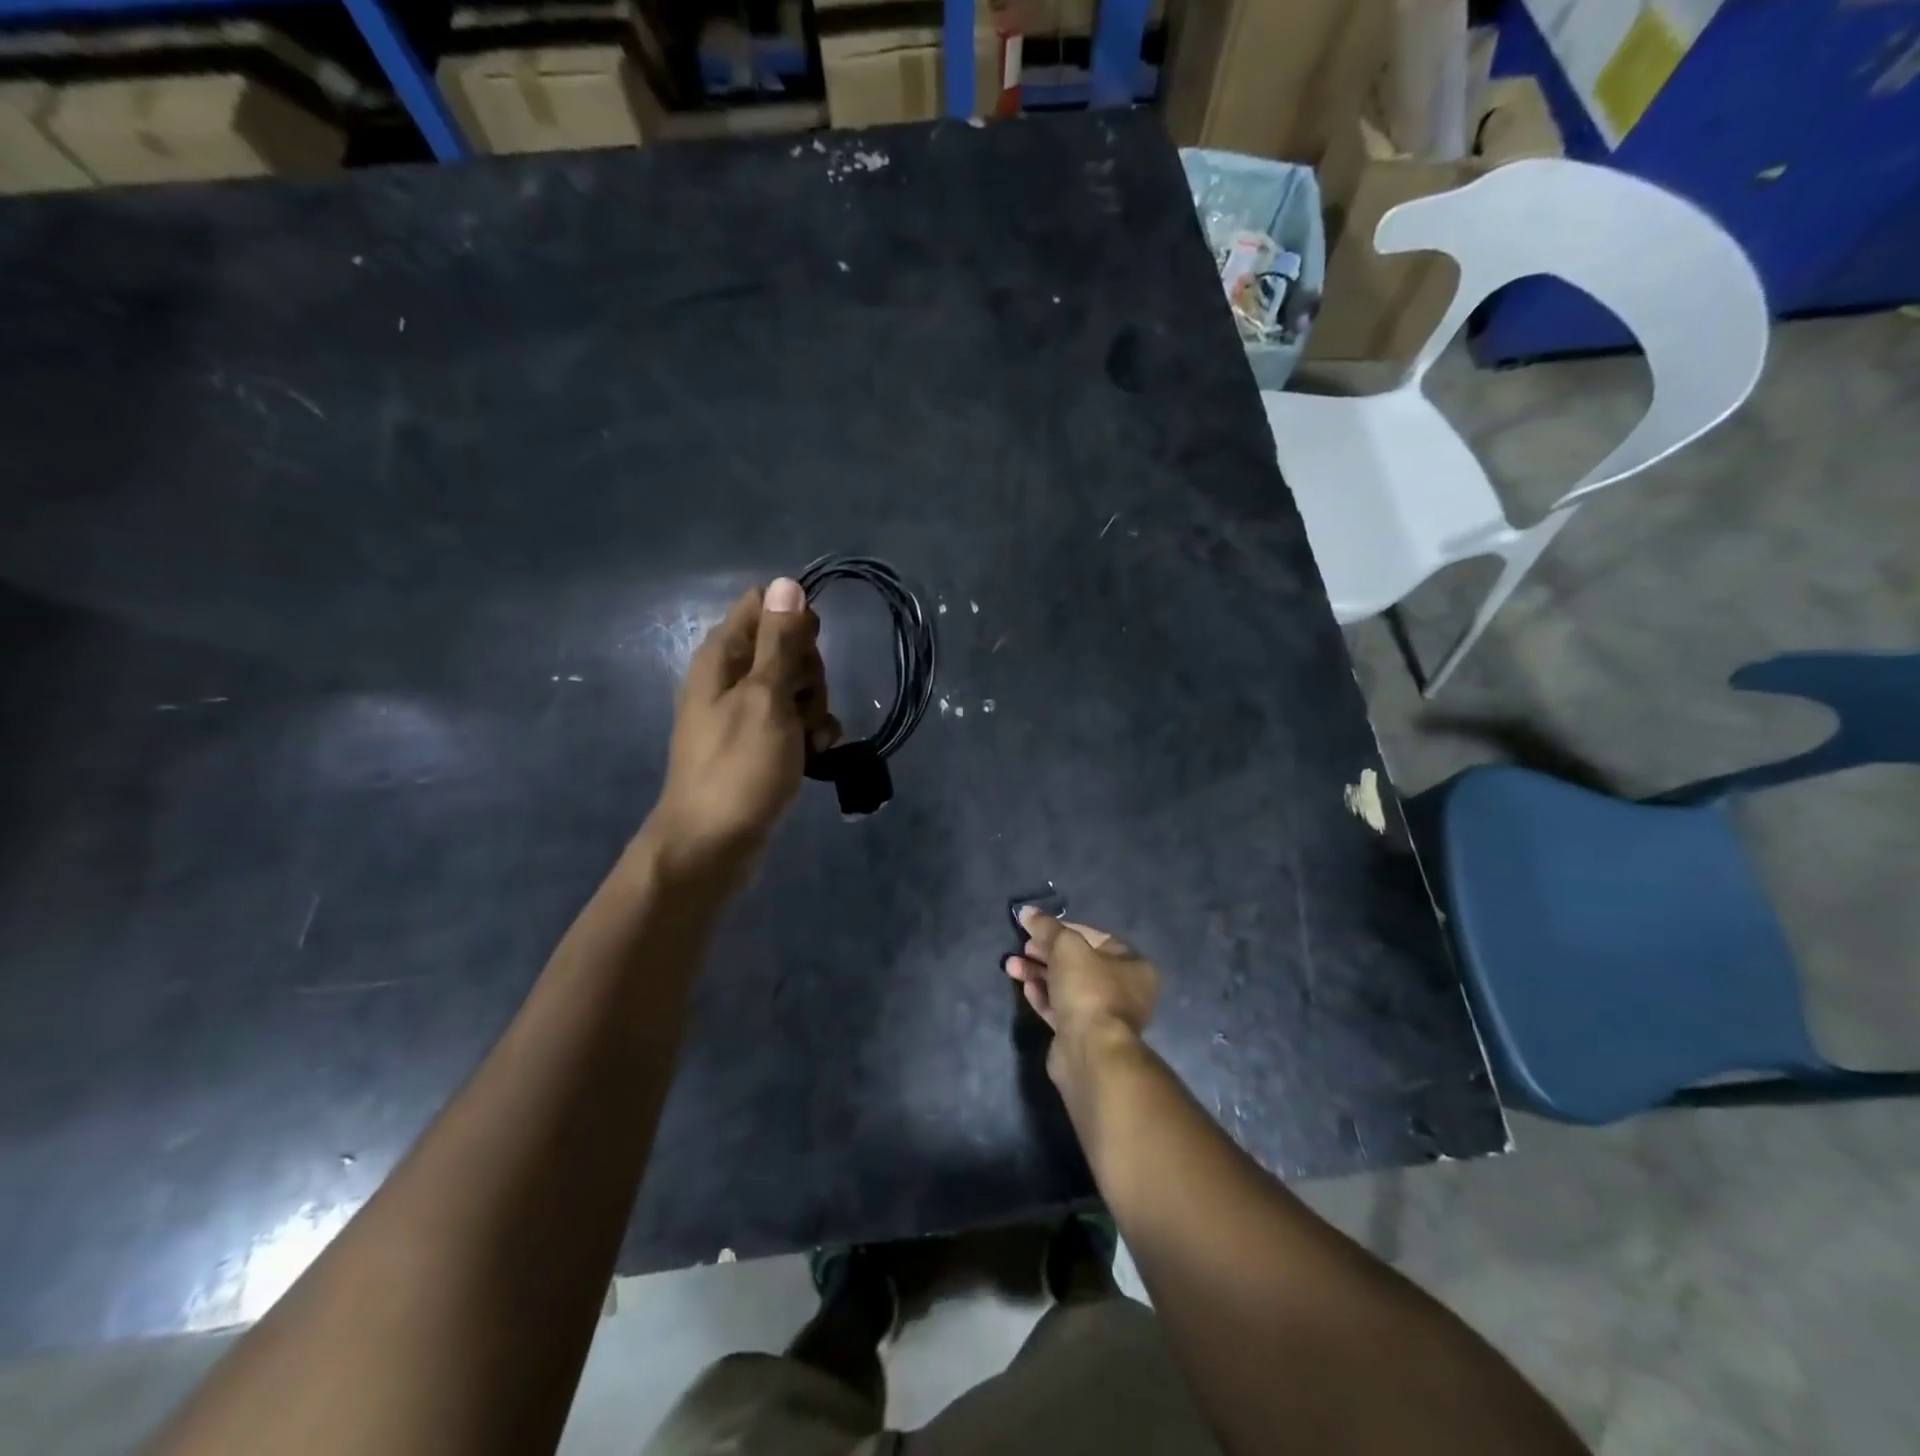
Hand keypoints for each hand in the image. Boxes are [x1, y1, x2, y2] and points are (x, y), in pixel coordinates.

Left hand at [646, 578, 840, 878]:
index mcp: (722, 657)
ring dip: (814, 710)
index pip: (763, 607)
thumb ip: (780, 642)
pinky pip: (793, 724)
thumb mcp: (765, 699)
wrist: (713, 845)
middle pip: (786, 648)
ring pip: (796, 688)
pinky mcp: (758, 745)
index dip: (795, 622)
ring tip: (810, 741)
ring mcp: (744, 714)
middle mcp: (730, 678)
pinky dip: (809, 736)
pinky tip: (815, 756)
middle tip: (803, 706)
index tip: (808, 652)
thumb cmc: (739, 768)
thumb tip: (786, 583)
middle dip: (809, 674)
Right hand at [1006, 909, 1158, 1073]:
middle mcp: (1123, 989)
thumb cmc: (1088, 989)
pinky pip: (1060, 1008)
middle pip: (1079, 962)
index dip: (1064, 929)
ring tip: (1011, 966)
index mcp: (1132, 965)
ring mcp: (1103, 1014)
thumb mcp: (1066, 947)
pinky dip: (1043, 996)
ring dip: (1038, 973)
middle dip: (1046, 952)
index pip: (1095, 937)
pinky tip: (1025, 987)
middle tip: (1022, 946)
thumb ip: (1046, 927)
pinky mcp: (1082, 1035)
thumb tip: (1027, 912)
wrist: (1090, 1051)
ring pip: (1066, 985)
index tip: (1037, 927)